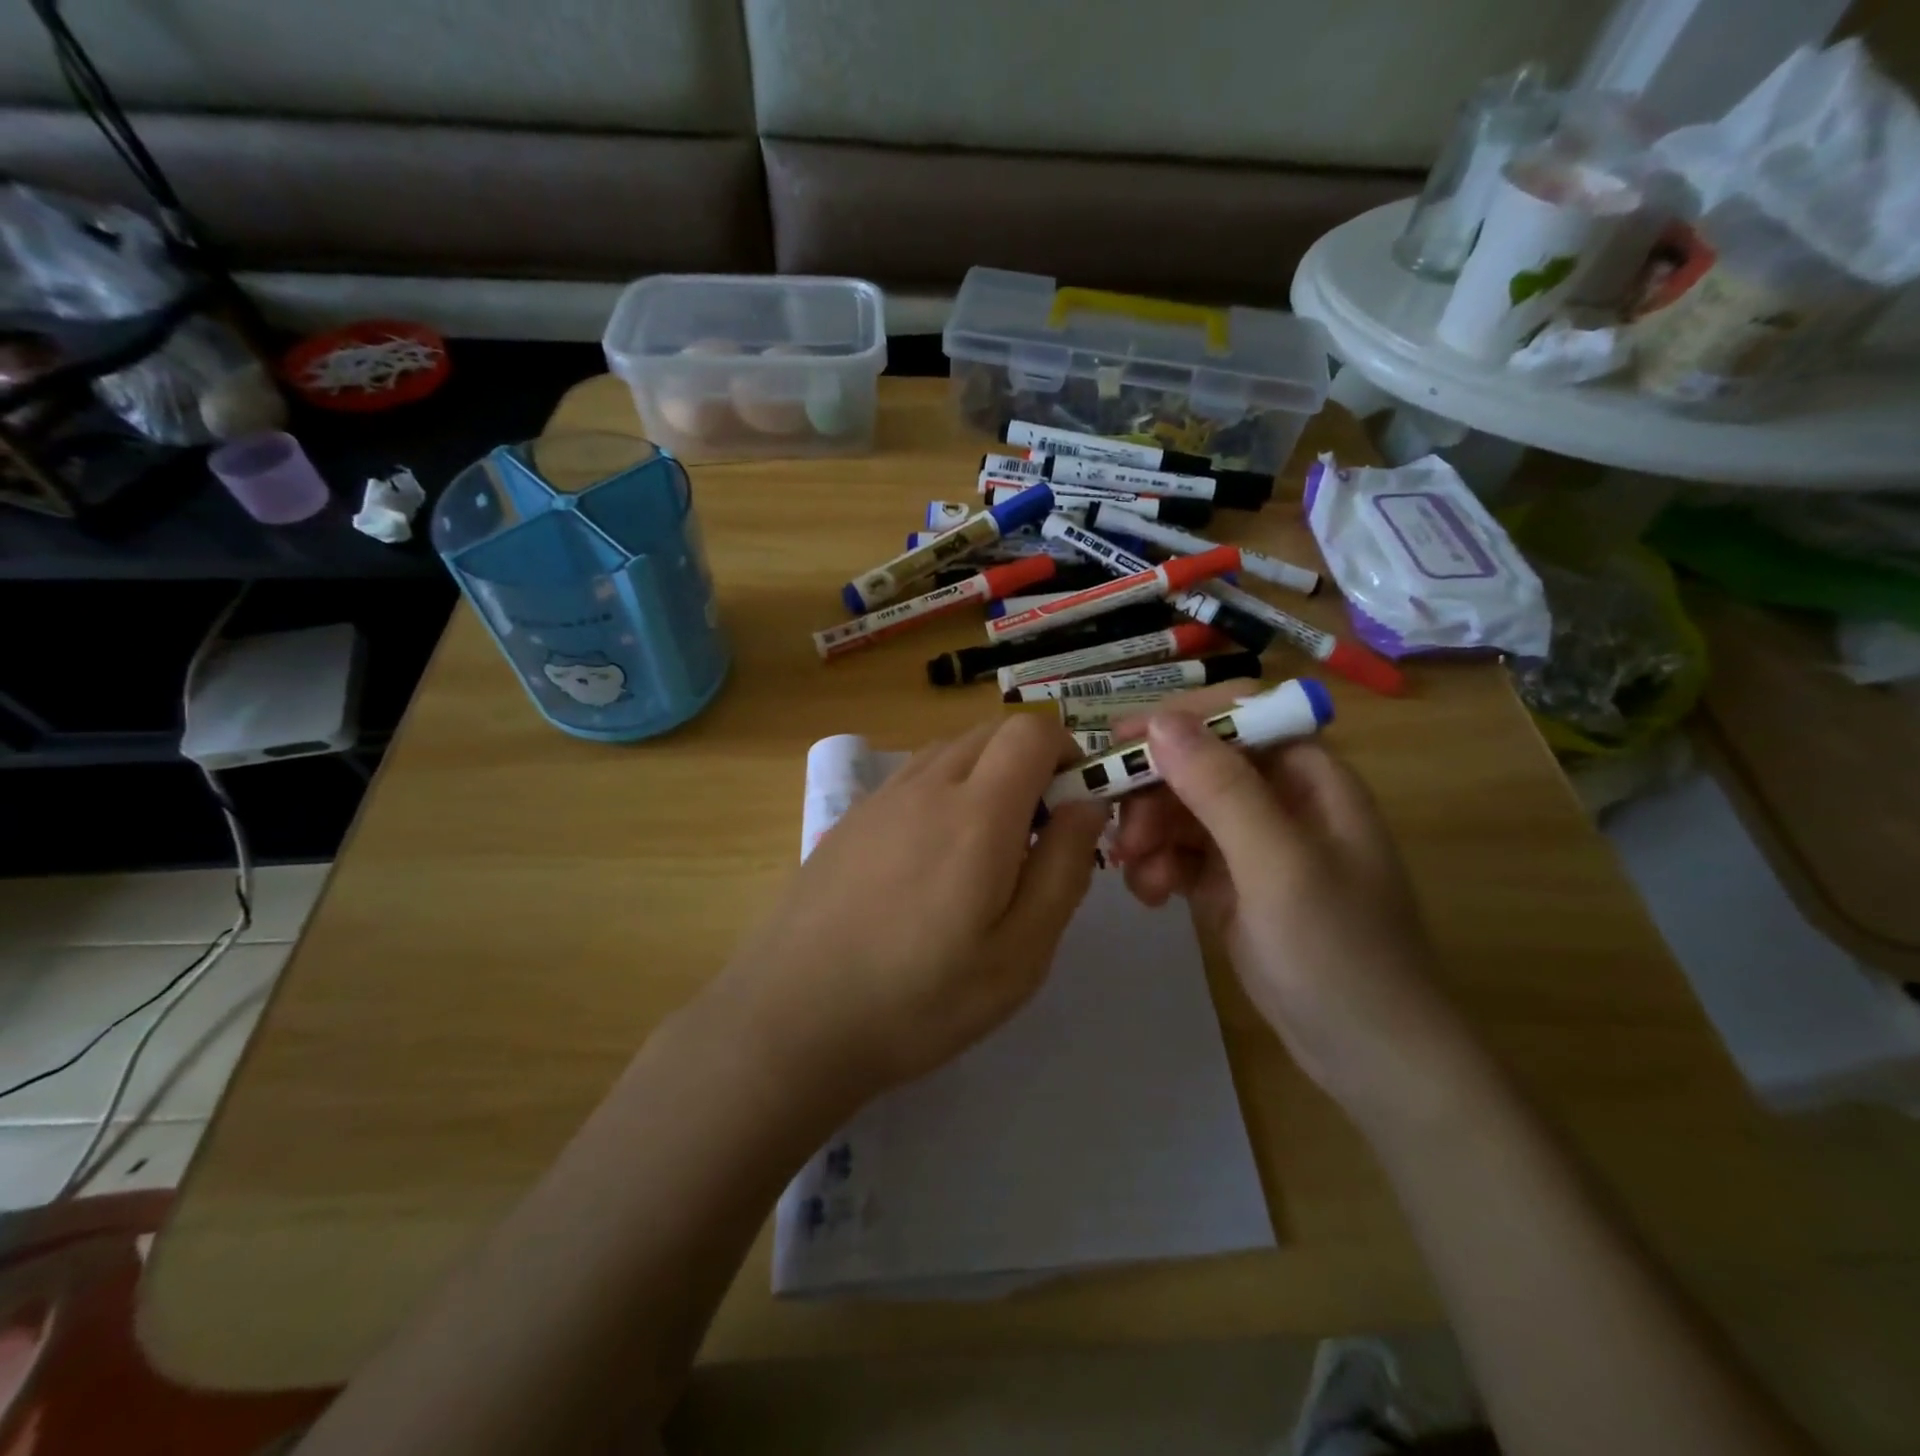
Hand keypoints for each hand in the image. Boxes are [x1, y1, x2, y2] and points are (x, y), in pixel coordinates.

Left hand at [713, 714, 1107, 1108]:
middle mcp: (926, 785)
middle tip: (1034, 836)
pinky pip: (912, 778)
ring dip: (984, 776)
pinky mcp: (849, 818)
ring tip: (983, 850)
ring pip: (950, 752)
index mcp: (977, 812)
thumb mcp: (1020, 954)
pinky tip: (929, 861)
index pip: (1031, 730)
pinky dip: (942, 792)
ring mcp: (880, 798)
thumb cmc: (920, 998)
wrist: (792, 1018)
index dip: (1066, 752)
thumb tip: (1088, 805)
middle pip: (991, 733)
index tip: (1073, 806)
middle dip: (1029, 764)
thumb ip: (1064, 869)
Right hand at [1109, 682, 1475, 1121]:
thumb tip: (1161, 721)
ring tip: (1135, 874)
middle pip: (1200, 763)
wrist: (1371, 1060)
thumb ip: (1220, 789)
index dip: (1180, 719)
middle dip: (1155, 791)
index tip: (1122, 744)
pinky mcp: (1233, 884)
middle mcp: (1280, 799)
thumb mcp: (1277, 864)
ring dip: (1150, 833)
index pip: (1237, 715)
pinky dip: (1159, 866)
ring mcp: (1255, 844)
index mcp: (1309, 777)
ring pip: (1183, 809)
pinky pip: (1182, 853)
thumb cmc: (1337, 953)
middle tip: (1124, 833)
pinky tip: (1150, 896)